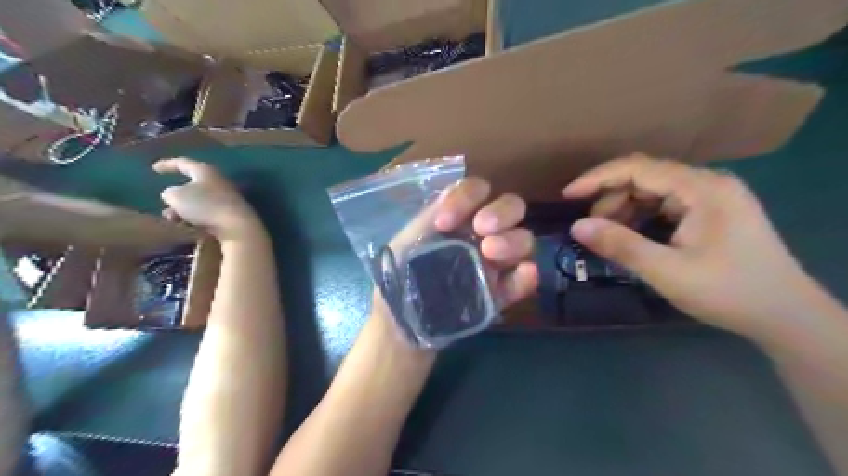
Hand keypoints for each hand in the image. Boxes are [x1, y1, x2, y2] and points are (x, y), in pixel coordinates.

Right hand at [153, 156, 258, 241]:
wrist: (237, 226)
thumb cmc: (204, 206)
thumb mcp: (176, 196)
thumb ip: (170, 193)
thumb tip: (174, 195)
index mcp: (205, 171)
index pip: (183, 163)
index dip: (168, 164)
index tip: (155, 168)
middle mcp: (218, 181)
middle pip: (192, 186)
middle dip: (177, 197)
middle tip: (166, 206)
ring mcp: (226, 198)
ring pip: (198, 202)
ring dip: (183, 210)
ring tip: (174, 220)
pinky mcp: (230, 213)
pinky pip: (207, 213)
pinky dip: (195, 218)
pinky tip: (190, 227)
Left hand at [375, 175, 535, 314]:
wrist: (401, 323)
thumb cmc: (401, 276)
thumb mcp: (406, 241)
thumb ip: (429, 217)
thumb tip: (452, 194)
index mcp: (459, 217)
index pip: (476, 190)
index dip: (466, 197)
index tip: (444, 223)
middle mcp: (482, 234)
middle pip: (511, 207)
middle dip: (501, 212)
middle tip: (482, 229)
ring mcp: (494, 264)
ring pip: (523, 240)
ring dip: (513, 240)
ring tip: (490, 253)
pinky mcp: (500, 293)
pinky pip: (521, 281)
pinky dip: (527, 276)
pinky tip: (524, 273)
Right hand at [561, 155, 813, 336]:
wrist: (785, 316)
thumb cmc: (728, 292)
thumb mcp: (666, 271)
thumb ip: (620, 245)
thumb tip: (576, 226)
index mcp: (702, 188)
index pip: (639, 168)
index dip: (598, 178)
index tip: (568, 195)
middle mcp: (707, 183)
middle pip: (645, 176)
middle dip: (611, 198)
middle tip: (591, 226)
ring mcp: (711, 196)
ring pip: (653, 190)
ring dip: (625, 208)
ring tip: (609, 234)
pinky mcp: (711, 211)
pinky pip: (665, 203)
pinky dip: (641, 216)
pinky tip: (632, 235)